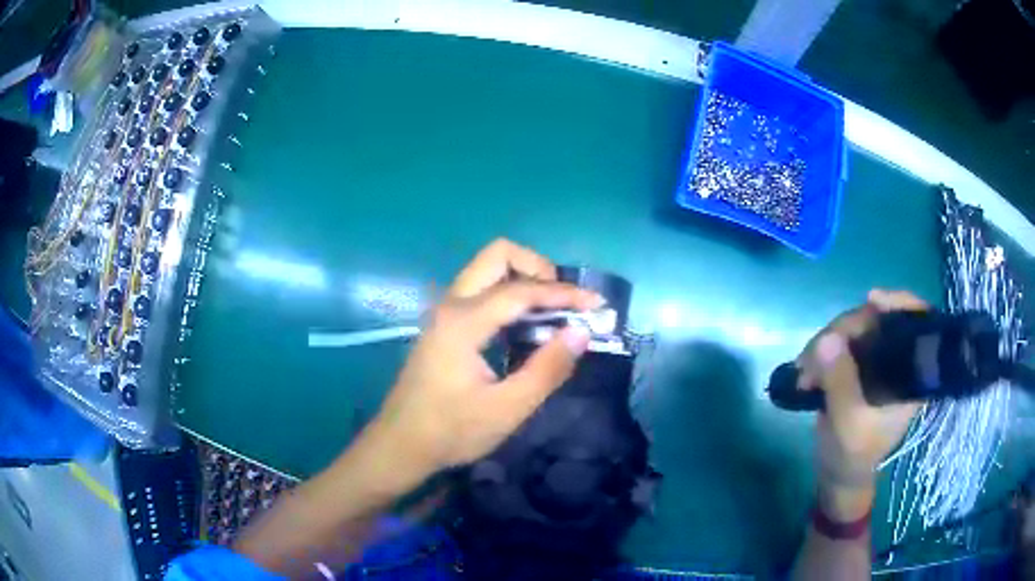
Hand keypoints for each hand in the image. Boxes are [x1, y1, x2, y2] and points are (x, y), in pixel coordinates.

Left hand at [366, 239, 599, 485]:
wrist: (400, 445)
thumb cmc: (451, 432)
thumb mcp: (507, 409)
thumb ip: (547, 369)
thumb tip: (581, 333)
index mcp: (464, 321)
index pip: (522, 290)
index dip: (564, 294)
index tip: (597, 304)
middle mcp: (451, 304)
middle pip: (497, 255)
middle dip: (538, 268)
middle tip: (564, 301)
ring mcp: (444, 312)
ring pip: (486, 269)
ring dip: (523, 278)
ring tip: (553, 312)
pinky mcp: (443, 325)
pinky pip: (480, 290)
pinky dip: (509, 294)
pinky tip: (525, 326)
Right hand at [795, 289, 926, 518]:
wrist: (838, 475)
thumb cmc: (852, 456)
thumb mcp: (847, 423)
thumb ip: (840, 383)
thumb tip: (827, 339)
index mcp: (910, 375)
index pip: (917, 323)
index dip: (899, 303)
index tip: (872, 300)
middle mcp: (897, 360)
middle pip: (878, 320)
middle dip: (846, 330)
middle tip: (816, 353)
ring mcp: (876, 360)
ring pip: (856, 328)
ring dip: (827, 342)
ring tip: (805, 370)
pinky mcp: (857, 365)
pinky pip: (841, 342)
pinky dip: (822, 350)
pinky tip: (806, 368)